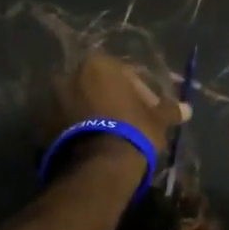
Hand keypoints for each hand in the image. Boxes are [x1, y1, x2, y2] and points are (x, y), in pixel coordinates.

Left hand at [48, 52, 189, 178]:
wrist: (98, 165)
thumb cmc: (132, 131)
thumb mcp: (157, 120)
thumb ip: (169, 110)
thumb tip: (187, 109)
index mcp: (98, 64)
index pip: (125, 74)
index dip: (141, 94)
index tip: (149, 112)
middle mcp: (70, 74)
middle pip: (98, 86)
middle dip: (112, 102)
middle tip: (129, 123)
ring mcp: (51, 99)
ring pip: (80, 104)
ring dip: (93, 115)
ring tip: (110, 137)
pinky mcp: (41, 124)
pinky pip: (65, 122)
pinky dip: (78, 129)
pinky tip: (93, 145)